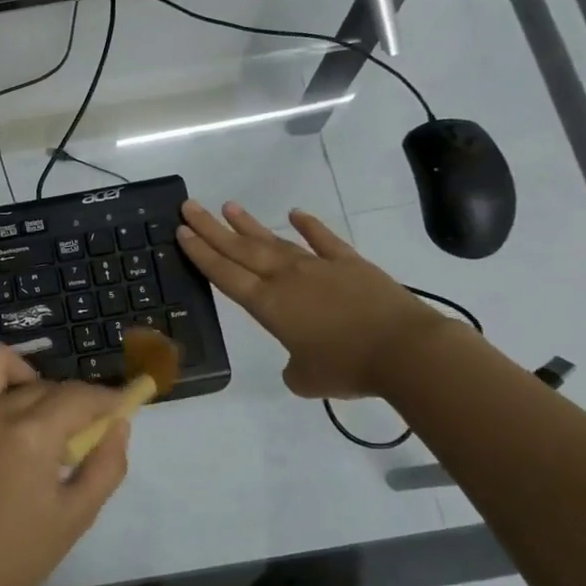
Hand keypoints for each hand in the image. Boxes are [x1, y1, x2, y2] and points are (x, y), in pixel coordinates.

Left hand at [0, 344, 130, 585]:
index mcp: (32, 435)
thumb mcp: (76, 517)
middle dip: (69, 401)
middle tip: (76, 432)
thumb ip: (106, 466)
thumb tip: (118, 425)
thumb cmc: (16, 556)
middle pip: (43, 384)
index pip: (79, 396)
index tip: (120, 405)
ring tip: (27, 406)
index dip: (106, 398)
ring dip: (18, 374)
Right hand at [177, 199, 447, 399]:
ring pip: (274, 241)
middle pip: (241, 249)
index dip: (201, 253)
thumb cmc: (347, 368)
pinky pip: (324, 240)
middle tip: (189, 207)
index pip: (225, 275)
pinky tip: (296, 213)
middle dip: (212, 229)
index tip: (181, 231)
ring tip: (227, 207)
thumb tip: (297, 364)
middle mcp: (286, 278)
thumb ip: (293, 368)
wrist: (405, 350)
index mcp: (269, 305)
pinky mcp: (350, 263)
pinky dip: (309, 225)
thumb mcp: (306, 379)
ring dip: (249, 224)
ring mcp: (318, 266)